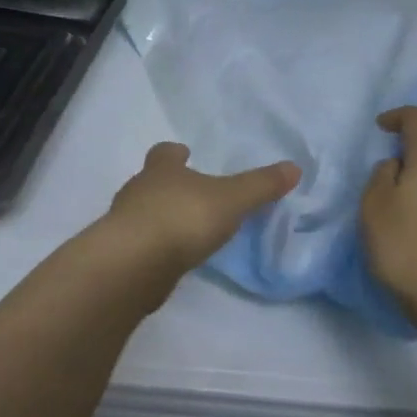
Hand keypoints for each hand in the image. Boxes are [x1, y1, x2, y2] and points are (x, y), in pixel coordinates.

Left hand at [98, 142, 299, 280]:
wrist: (135, 263)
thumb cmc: (183, 218)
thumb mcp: (231, 199)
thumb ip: (260, 186)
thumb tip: (294, 167)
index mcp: (161, 169)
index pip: (164, 153)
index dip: (175, 153)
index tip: (185, 153)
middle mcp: (138, 190)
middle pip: (151, 181)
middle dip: (168, 185)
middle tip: (191, 194)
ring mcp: (126, 223)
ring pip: (144, 212)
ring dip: (161, 217)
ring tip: (185, 229)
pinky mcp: (122, 254)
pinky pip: (141, 243)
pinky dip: (156, 246)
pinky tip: (172, 257)